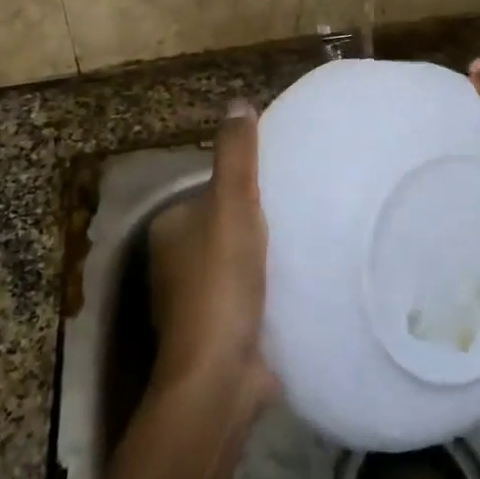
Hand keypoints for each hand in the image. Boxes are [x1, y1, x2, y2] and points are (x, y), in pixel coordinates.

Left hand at [148, 100, 277, 416]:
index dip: (243, 183)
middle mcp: (176, 263)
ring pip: (238, 263)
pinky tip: (301, 283)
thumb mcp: (232, 205)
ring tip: (308, 240)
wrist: (220, 376)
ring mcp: (197, 302)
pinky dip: (270, 289)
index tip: (281, 181)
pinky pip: (250, 297)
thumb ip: (235, 155)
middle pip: (224, 226)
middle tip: (302, 209)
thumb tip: (237, 102)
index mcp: (170, 229)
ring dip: (266, 257)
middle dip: (257, 220)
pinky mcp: (221, 333)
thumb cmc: (220, 282)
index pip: (209, 190)